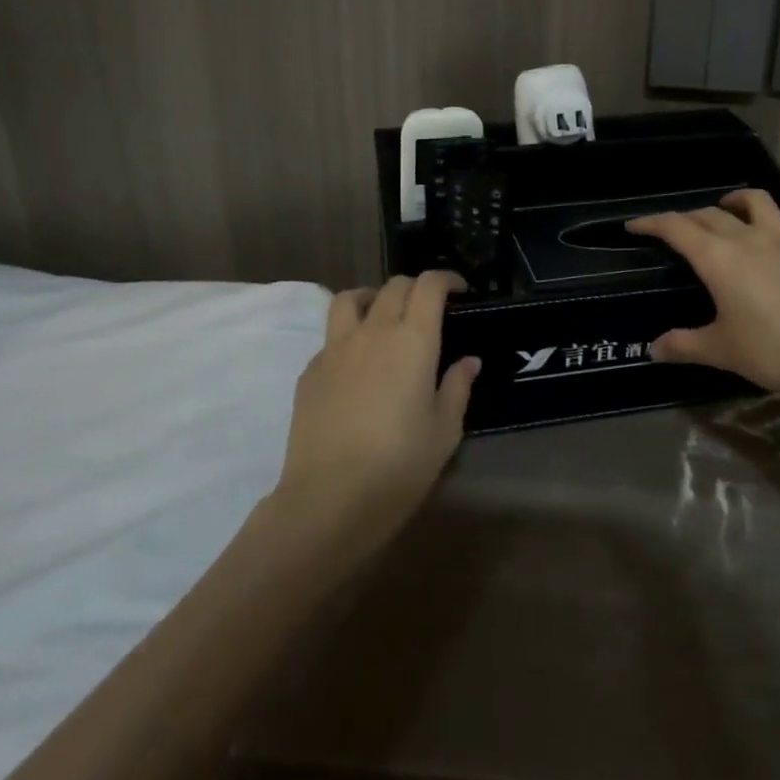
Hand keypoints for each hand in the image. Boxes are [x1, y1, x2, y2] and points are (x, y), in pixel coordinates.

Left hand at [271, 271, 478, 552]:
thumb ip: (457, 387)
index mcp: (413, 340)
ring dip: (373, 297)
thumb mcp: (444, 431)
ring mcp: (336, 348)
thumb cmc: (399, 466)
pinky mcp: (310, 371)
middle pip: (394, 286)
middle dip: (416, 288)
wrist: (328, 499)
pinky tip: (357, 366)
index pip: (429, 286)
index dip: (446, 280)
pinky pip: (332, 336)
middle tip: (429, 309)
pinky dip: (349, 335)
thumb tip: (468, 361)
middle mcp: (374, 331)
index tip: (459, 291)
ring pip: (351, 298)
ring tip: (384, 317)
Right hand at [627, 190, 779, 395]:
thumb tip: (653, 349)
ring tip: (728, 207)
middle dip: (688, 217)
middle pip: (711, 214)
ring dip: (737, 200)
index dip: (652, 222)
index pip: (676, 228)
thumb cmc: (772, 349)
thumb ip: (684, 345)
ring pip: (757, 202)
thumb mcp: (721, 351)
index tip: (634, 225)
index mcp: (717, 258)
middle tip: (678, 230)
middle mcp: (747, 238)